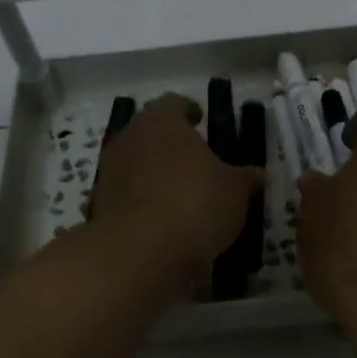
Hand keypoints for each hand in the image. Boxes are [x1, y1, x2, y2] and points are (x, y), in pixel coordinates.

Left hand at [91, 95, 260, 279]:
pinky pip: (127, 197)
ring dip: (155, 174)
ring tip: (181, 193)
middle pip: (150, 132)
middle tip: (195, 158)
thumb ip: (246, 178)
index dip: (189, 110)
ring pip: (136, 164)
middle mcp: (129, 138)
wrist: (139, 254)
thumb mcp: (235, 191)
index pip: (174, 103)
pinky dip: (142, 203)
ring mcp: (109, 173)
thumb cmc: (194, 204)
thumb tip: (257, 174)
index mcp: (161, 121)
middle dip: (171, 143)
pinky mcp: (99, 206)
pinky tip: (163, 221)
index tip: (201, 120)